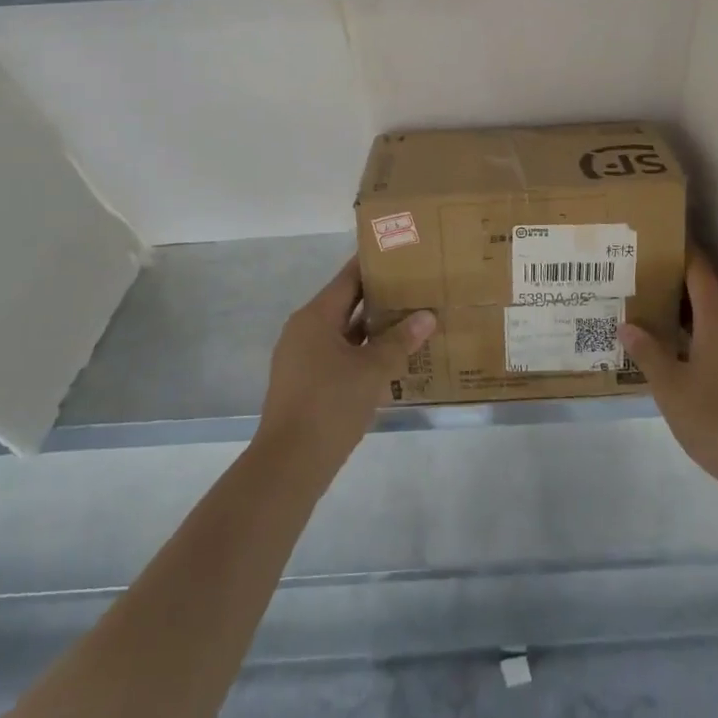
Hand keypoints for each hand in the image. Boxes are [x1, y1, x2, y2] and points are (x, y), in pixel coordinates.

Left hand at [253, 258, 435, 479]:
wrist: (289, 463)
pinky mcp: (305, 382)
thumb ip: (401, 340)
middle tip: (416, 288)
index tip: (402, 254)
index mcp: (315, 316)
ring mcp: (302, 357)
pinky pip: (339, 354)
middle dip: (380, 298)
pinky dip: (363, 352)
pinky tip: (391, 358)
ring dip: (374, 328)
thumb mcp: (373, 370)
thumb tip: (427, 315)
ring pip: (344, 331)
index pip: (349, 278)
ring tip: (411, 320)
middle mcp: (304, 330)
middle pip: (346, 303)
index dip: (375, 265)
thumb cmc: (330, 404)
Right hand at [620, 252, 717, 493]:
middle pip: (705, 296)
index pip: (701, 274)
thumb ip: (648, 353)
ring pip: (710, 323)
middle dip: (676, 283)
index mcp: (717, 323)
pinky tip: (673, 352)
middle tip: (643, 274)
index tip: (664, 236)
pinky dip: (693, 339)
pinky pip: (715, 345)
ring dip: (684, 314)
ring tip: (650, 310)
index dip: (685, 252)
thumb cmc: (716, 418)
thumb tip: (628, 324)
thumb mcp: (671, 386)